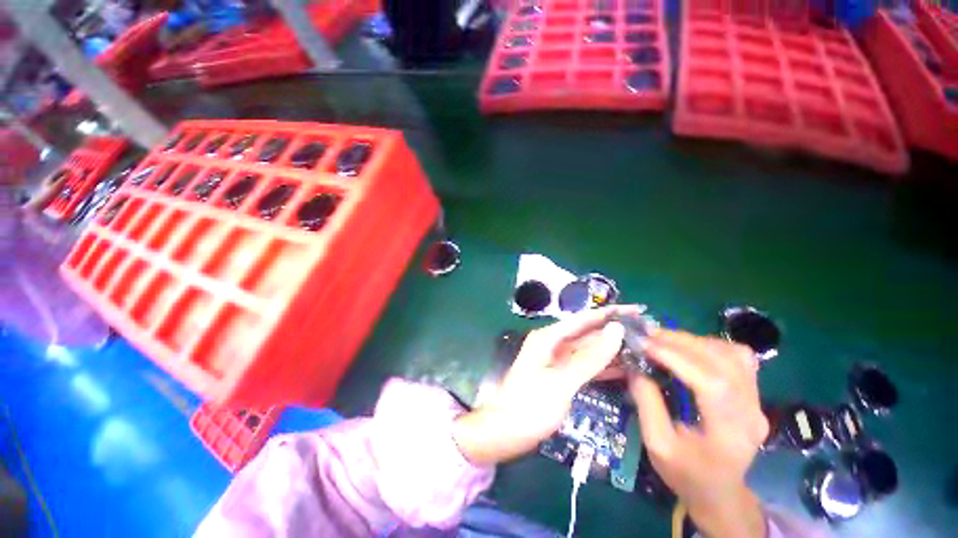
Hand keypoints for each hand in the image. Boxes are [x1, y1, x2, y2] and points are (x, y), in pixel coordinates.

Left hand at [453, 305, 640, 464]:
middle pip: (588, 333)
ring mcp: (557, 360)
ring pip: (589, 350)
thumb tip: (616, 330)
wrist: (505, 432)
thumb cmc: (530, 406)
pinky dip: (603, 366)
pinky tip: (625, 368)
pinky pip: (586, 366)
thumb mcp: (562, 381)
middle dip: (615, 331)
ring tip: (643, 348)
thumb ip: (590, 357)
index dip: (611, 313)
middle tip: (648, 332)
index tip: (638, 311)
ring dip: (612, 349)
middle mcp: (554, 344)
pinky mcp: (561, 376)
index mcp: (550, 337)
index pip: (585, 319)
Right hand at [631, 330, 767, 537]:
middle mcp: (751, 412)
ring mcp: (757, 402)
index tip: (645, 344)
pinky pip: (738, 358)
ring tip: (664, 339)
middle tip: (648, 334)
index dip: (677, 357)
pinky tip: (689, 348)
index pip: (712, 383)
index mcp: (729, 433)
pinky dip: (711, 346)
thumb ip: (647, 403)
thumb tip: (635, 365)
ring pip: (733, 354)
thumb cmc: (686, 474)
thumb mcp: (658, 444)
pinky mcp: (753, 394)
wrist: (719, 492)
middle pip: (724, 362)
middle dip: (682, 342)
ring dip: (695, 340)